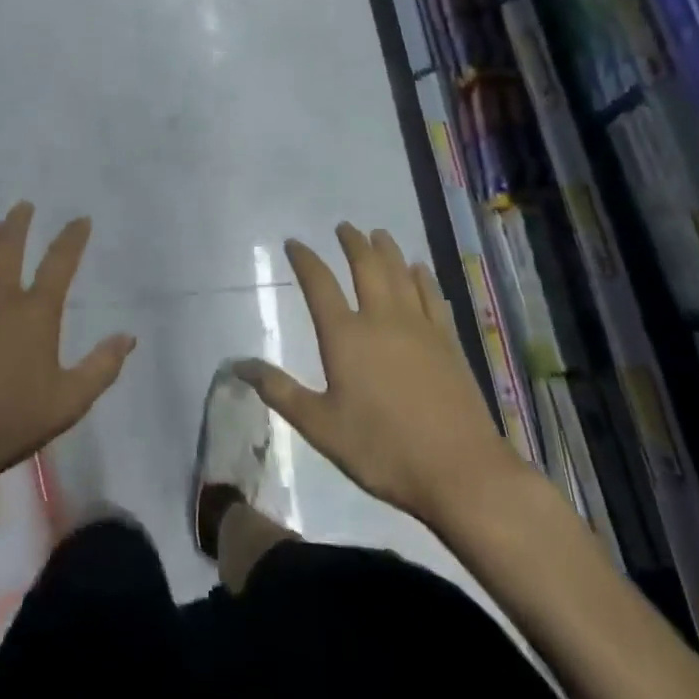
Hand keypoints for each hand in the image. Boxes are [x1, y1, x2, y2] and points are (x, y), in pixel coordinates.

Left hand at [0, 203, 134, 493]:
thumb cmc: (11, 422)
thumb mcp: (68, 402)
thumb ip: (101, 367)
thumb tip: (129, 337)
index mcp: (35, 312)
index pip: (60, 261)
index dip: (73, 236)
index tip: (81, 220)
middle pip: (9, 244)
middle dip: (19, 221)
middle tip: (24, 206)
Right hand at [240, 225, 523, 529]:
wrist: (460, 471)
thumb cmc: (382, 449)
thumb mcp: (320, 427)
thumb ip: (279, 391)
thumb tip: (238, 364)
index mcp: (345, 336)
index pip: (319, 284)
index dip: (304, 260)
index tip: (294, 243)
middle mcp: (381, 319)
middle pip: (365, 267)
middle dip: (352, 243)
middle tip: (344, 227)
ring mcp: (419, 327)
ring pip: (400, 274)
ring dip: (387, 250)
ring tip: (378, 234)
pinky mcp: (448, 341)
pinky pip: (432, 296)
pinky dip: (423, 277)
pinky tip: (419, 269)